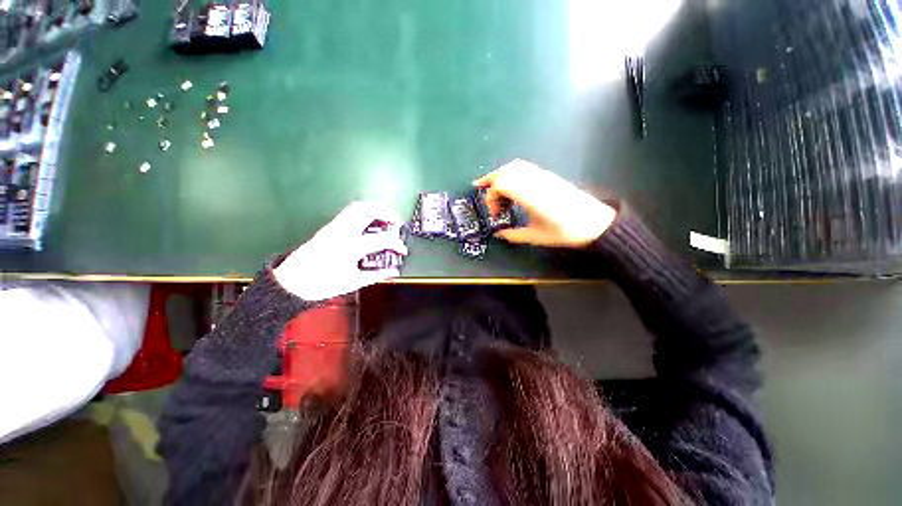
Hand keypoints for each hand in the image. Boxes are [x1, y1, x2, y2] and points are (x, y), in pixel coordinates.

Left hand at [274, 202, 407, 300]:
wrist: (292, 281)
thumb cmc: (322, 284)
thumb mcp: (352, 283)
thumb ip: (376, 275)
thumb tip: (393, 271)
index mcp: (351, 247)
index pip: (382, 239)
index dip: (397, 244)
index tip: (403, 251)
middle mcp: (343, 232)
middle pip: (369, 211)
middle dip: (388, 214)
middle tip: (397, 224)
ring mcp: (335, 226)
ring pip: (358, 207)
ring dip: (376, 209)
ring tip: (386, 220)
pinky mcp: (330, 226)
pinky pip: (350, 212)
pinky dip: (365, 212)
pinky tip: (370, 223)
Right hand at [473, 159, 616, 247]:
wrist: (595, 223)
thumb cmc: (565, 232)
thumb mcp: (536, 237)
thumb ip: (513, 235)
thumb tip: (499, 234)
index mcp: (529, 195)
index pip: (501, 184)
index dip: (492, 197)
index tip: (496, 214)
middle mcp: (534, 181)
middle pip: (505, 171)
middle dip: (490, 179)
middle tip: (479, 188)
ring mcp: (542, 176)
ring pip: (515, 166)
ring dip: (500, 173)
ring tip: (492, 185)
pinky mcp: (548, 176)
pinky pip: (525, 168)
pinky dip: (512, 173)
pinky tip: (511, 185)